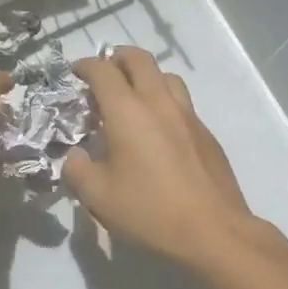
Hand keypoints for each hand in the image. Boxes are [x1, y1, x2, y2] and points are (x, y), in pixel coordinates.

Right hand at [63, 49, 254, 268]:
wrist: (212, 231)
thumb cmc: (148, 211)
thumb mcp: (97, 196)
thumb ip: (77, 169)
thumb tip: (75, 155)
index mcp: (128, 112)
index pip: (103, 71)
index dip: (85, 66)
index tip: (75, 73)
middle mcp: (159, 103)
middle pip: (139, 60)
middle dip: (117, 58)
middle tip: (104, 72)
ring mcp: (188, 116)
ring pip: (166, 76)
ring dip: (145, 76)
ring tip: (132, 97)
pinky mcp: (206, 133)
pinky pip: (181, 102)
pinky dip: (163, 101)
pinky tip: (157, 130)